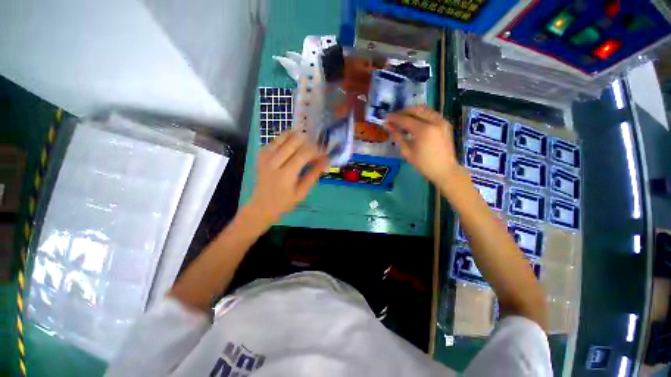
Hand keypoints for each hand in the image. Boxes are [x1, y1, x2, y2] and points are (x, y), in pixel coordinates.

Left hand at [246, 130, 329, 227]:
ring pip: (283, 137)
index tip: (324, 151)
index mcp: (285, 175)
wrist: (261, 205)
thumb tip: (326, 160)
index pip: (303, 155)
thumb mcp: (302, 192)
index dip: (316, 150)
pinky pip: (276, 139)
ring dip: (298, 135)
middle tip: (316, 145)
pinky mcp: (261, 154)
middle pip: (293, 142)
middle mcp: (274, 162)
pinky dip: (287, 137)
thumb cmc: (285, 202)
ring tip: (307, 141)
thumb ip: (314, 174)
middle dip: (308, 140)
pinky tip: (294, 141)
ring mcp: (265, 156)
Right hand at [385, 106, 458, 184]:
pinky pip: (431, 114)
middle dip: (404, 112)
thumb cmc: (423, 163)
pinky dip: (422, 115)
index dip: (394, 118)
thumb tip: (388, 126)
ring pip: (425, 110)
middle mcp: (434, 121)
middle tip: (394, 117)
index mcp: (424, 130)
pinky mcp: (446, 123)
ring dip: (413, 112)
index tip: (386, 118)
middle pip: (416, 110)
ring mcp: (442, 121)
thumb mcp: (407, 151)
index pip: (406, 119)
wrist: (444, 169)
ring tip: (404, 119)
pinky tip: (415, 122)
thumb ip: (398, 136)